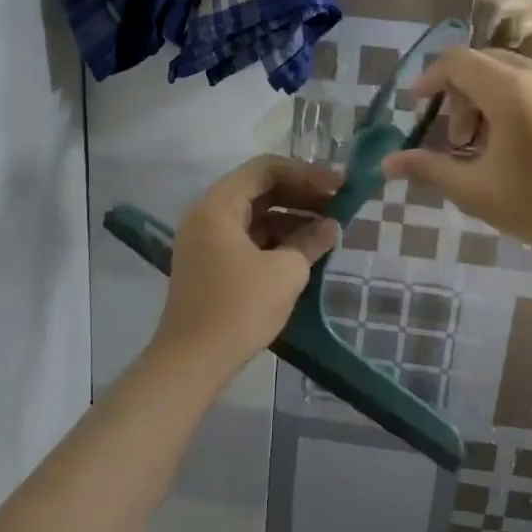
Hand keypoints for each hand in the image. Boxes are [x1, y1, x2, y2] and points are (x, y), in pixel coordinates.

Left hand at [151, 156, 342, 377]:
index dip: (306, 173)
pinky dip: (275, 238)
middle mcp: (206, 215)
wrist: (192, 362)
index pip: (265, 169)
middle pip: (258, 189)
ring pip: (254, 215)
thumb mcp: (285, 272)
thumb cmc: (239, 308)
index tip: (339, 186)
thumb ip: (311, 241)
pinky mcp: (210, 265)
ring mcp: (205, 241)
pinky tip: (304, 250)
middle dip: (300, 194)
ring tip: (328, 229)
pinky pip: (247, 238)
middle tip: (339, 204)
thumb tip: (330, 226)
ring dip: (291, 217)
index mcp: (218, 206)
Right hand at [383, 48, 531, 264]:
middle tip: (455, 138)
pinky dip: (520, 102)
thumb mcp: (474, 191)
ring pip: (516, 73)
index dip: (430, 79)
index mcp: (510, 90)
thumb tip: (387, 163)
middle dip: (460, 93)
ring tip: (488, 145)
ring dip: (490, 98)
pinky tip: (525, 146)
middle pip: (485, 63)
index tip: (417, 105)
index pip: (457, 61)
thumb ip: (428, 169)